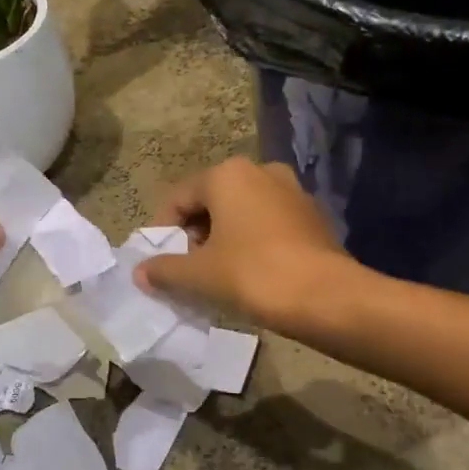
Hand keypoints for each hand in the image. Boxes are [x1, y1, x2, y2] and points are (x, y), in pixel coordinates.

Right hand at [134, 157, 349, 326]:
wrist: (328, 298)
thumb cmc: (254, 275)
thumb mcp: (200, 275)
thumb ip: (165, 269)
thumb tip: (140, 272)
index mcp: (228, 174)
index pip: (179, 198)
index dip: (163, 231)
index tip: (158, 263)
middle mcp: (260, 171)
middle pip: (211, 202)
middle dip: (195, 235)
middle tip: (187, 270)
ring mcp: (292, 191)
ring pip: (242, 212)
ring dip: (224, 239)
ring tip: (217, 276)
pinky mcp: (313, 216)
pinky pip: (269, 224)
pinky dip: (253, 243)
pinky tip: (251, 275)